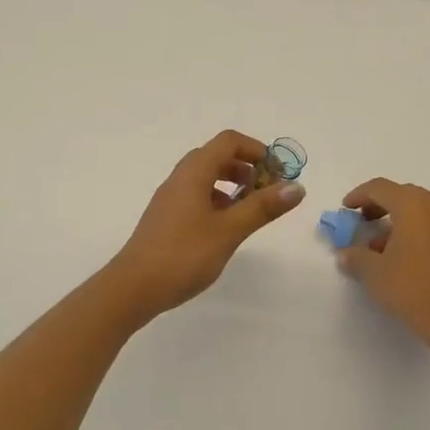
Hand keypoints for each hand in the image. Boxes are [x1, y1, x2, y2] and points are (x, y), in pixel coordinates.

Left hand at [103, 130, 306, 322]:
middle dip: (248, 168)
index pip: (229, 141)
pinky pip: (198, 196)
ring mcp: (171, 198)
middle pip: (218, 156)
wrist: (132, 288)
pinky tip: (228, 227)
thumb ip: (262, 207)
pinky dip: (219, 201)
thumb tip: (297, 187)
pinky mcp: (167, 218)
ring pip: (207, 177)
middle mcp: (181, 178)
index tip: (279, 173)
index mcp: (194, 172)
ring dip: (233, 185)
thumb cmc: (183, 254)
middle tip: (269, 192)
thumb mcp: (229, 230)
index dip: (257, 150)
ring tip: (252, 209)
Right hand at [336, 178, 429, 348]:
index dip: (359, 195)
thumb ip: (356, 257)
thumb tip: (346, 254)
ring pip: (419, 211)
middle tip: (362, 222)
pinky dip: (414, 232)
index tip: (346, 209)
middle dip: (379, 206)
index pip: (380, 188)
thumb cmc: (412, 288)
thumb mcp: (374, 273)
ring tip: (379, 246)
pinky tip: (402, 257)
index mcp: (412, 205)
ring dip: (397, 221)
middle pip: (401, 195)